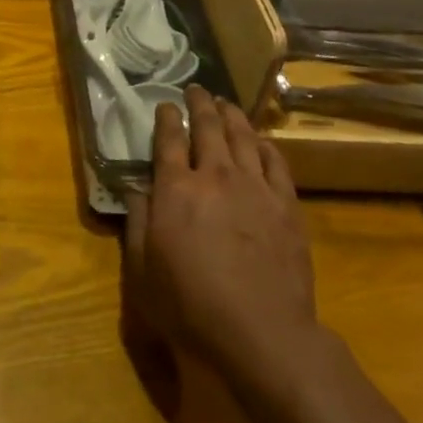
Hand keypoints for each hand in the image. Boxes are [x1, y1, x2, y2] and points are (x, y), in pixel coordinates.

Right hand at [123, 86, 319, 385]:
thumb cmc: (191, 306)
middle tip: (196, 90)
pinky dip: (264, 145)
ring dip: (232, 115)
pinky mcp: (285, 203)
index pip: (169, 140)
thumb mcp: (143, 271)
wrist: (261, 332)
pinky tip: (260, 141)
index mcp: (176, 189)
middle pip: (208, 127)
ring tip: (225, 103)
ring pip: (243, 136)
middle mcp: (215, 176)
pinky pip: (275, 161)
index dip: (166, 118)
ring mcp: (254, 187)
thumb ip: (136, 222)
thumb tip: (136, 189)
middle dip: (200, 104)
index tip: (165, 105)